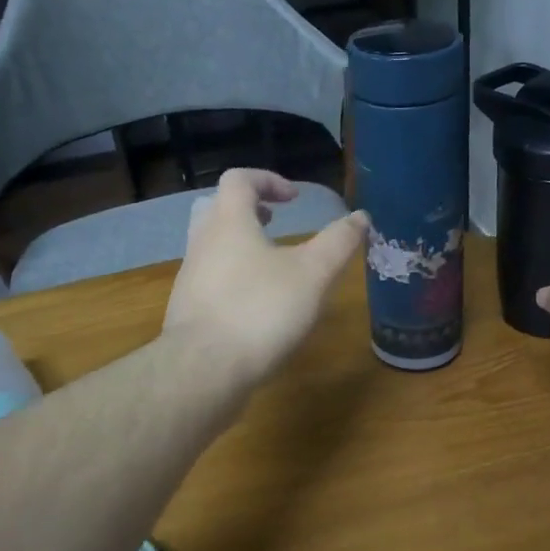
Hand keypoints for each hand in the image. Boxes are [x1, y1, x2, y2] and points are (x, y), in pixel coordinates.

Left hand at [164, 169, 369, 385]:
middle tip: (274, 221)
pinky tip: (257, 305)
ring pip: (212, 245)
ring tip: (272, 265)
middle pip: (217, 208)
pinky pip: (210, 279)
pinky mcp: (188, 310)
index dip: (268, 180)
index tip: (294, 199)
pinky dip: (233, 278)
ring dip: (241, 245)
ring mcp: (190, 278)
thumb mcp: (313, 274)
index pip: (239, 180)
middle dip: (249, 210)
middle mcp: (202, 243)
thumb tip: (361, 217)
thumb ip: (339, 243)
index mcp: (229, 222)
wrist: (204, 370)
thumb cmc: (260, 310)